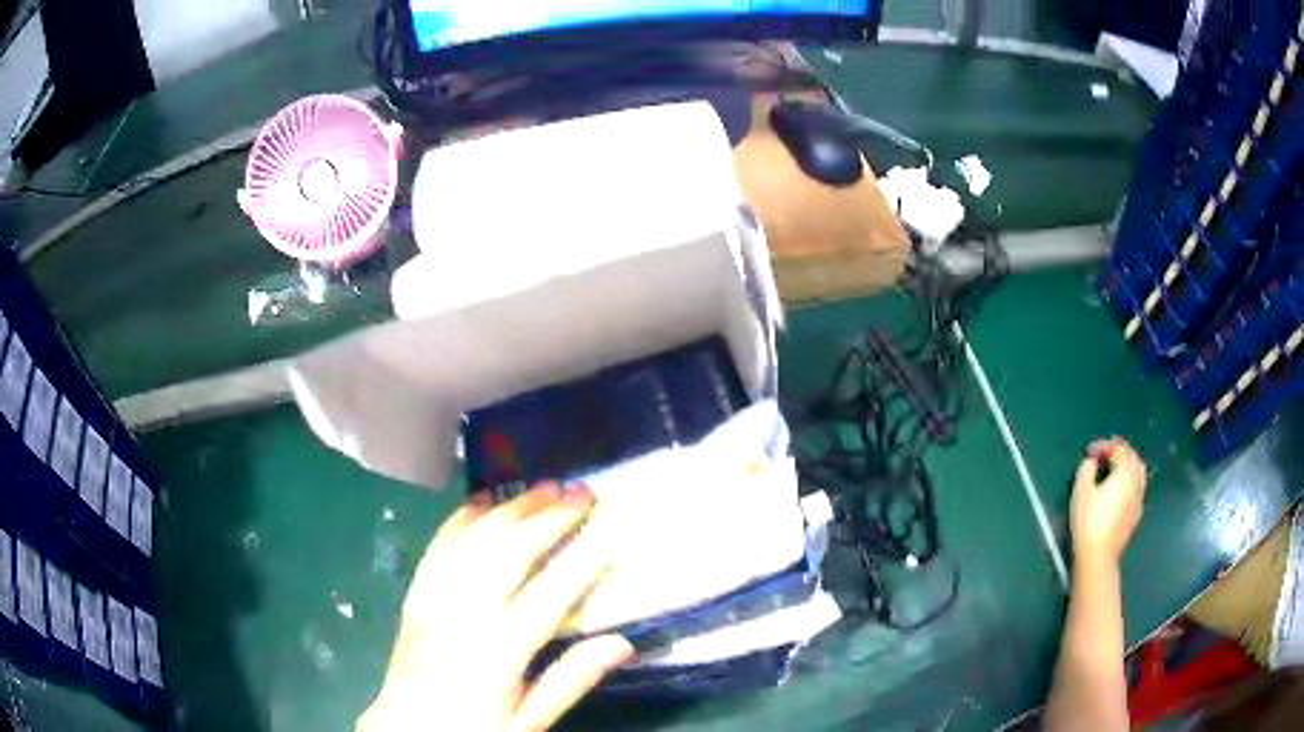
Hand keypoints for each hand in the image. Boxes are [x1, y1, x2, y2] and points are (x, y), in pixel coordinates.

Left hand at [359, 484, 633, 731]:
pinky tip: (482, 502)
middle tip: (582, 495)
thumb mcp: (529, 721)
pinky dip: (461, 519)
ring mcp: (434, 601)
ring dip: (510, 509)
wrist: (407, 730)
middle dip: (549, 518)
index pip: (547, 597)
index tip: (610, 535)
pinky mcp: (415, 596)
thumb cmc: (474, 730)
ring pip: (473, 541)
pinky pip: (438, 547)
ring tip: (544, 489)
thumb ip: (571, 681)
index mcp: (497, 653)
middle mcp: (463, 617)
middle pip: (508, 554)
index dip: (581, 563)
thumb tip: (622, 643)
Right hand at [1070, 437, 1146, 565]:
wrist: (1098, 556)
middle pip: (1133, 457)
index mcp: (1125, 472)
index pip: (1119, 448)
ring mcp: (1139, 499)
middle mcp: (1137, 482)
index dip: (1104, 445)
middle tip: (1104, 454)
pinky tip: (1119, 490)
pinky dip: (1129, 481)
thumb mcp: (1081, 491)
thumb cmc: (1089, 522)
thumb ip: (1087, 469)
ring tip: (1113, 470)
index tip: (1089, 452)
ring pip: (1138, 473)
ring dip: (1127, 466)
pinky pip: (1137, 488)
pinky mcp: (1136, 515)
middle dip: (1119, 451)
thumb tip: (1092, 462)